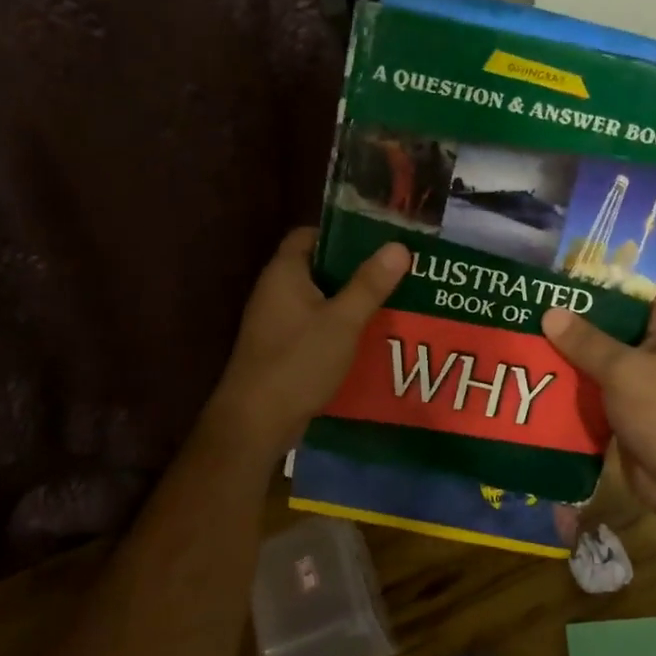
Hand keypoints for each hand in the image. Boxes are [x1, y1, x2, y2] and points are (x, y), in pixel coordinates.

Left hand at [205, 228, 410, 457]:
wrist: (256, 421)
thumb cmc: (298, 362)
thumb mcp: (343, 321)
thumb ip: (370, 284)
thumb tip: (399, 246)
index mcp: (284, 273)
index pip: (309, 235)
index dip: (341, 234)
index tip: (377, 242)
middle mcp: (275, 291)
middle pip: (318, 268)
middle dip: (355, 270)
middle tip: (395, 273)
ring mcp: (276, 322)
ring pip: (319, 300)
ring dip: (350, 302)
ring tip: (391, 302)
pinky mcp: (282, 349)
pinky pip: (315, 327)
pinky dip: (339, 328)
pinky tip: (369, 338)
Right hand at [541, 286, 655, 514]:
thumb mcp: (624, 371)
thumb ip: (586, 341)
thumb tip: (550, 312)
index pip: (641, 284)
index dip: (608, 272)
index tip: (566, 266)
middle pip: (615, 319)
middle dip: (577, 312)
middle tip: (533, 298)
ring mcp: (643, 378)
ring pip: (601, 354)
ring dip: (570, 348)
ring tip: (525, 329)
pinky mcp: (627, 407)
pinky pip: (596, 385)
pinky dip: (572, 380)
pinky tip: (537, 372)